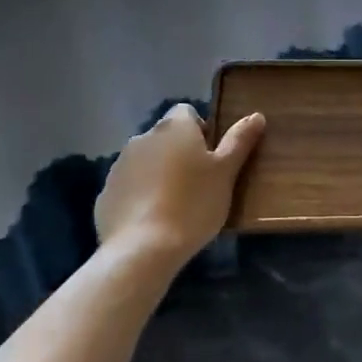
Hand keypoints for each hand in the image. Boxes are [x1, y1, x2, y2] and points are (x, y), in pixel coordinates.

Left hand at [95, 105, 264, 270]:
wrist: (142, 249)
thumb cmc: (193, 204)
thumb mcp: (226, 173)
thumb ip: (239, 141)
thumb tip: (256, 115)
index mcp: (174, 128)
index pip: (187, 112)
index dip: (201, 130)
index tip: (211, 157)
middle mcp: (143, 138)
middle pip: (165, 137)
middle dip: (179, 153)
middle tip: (199, 184)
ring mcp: (119, 166)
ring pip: (146, 162)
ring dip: (159, 173)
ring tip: (175, 205)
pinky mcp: (105, 194)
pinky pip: (129, 187)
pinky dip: (140, 196)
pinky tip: (153, 221)